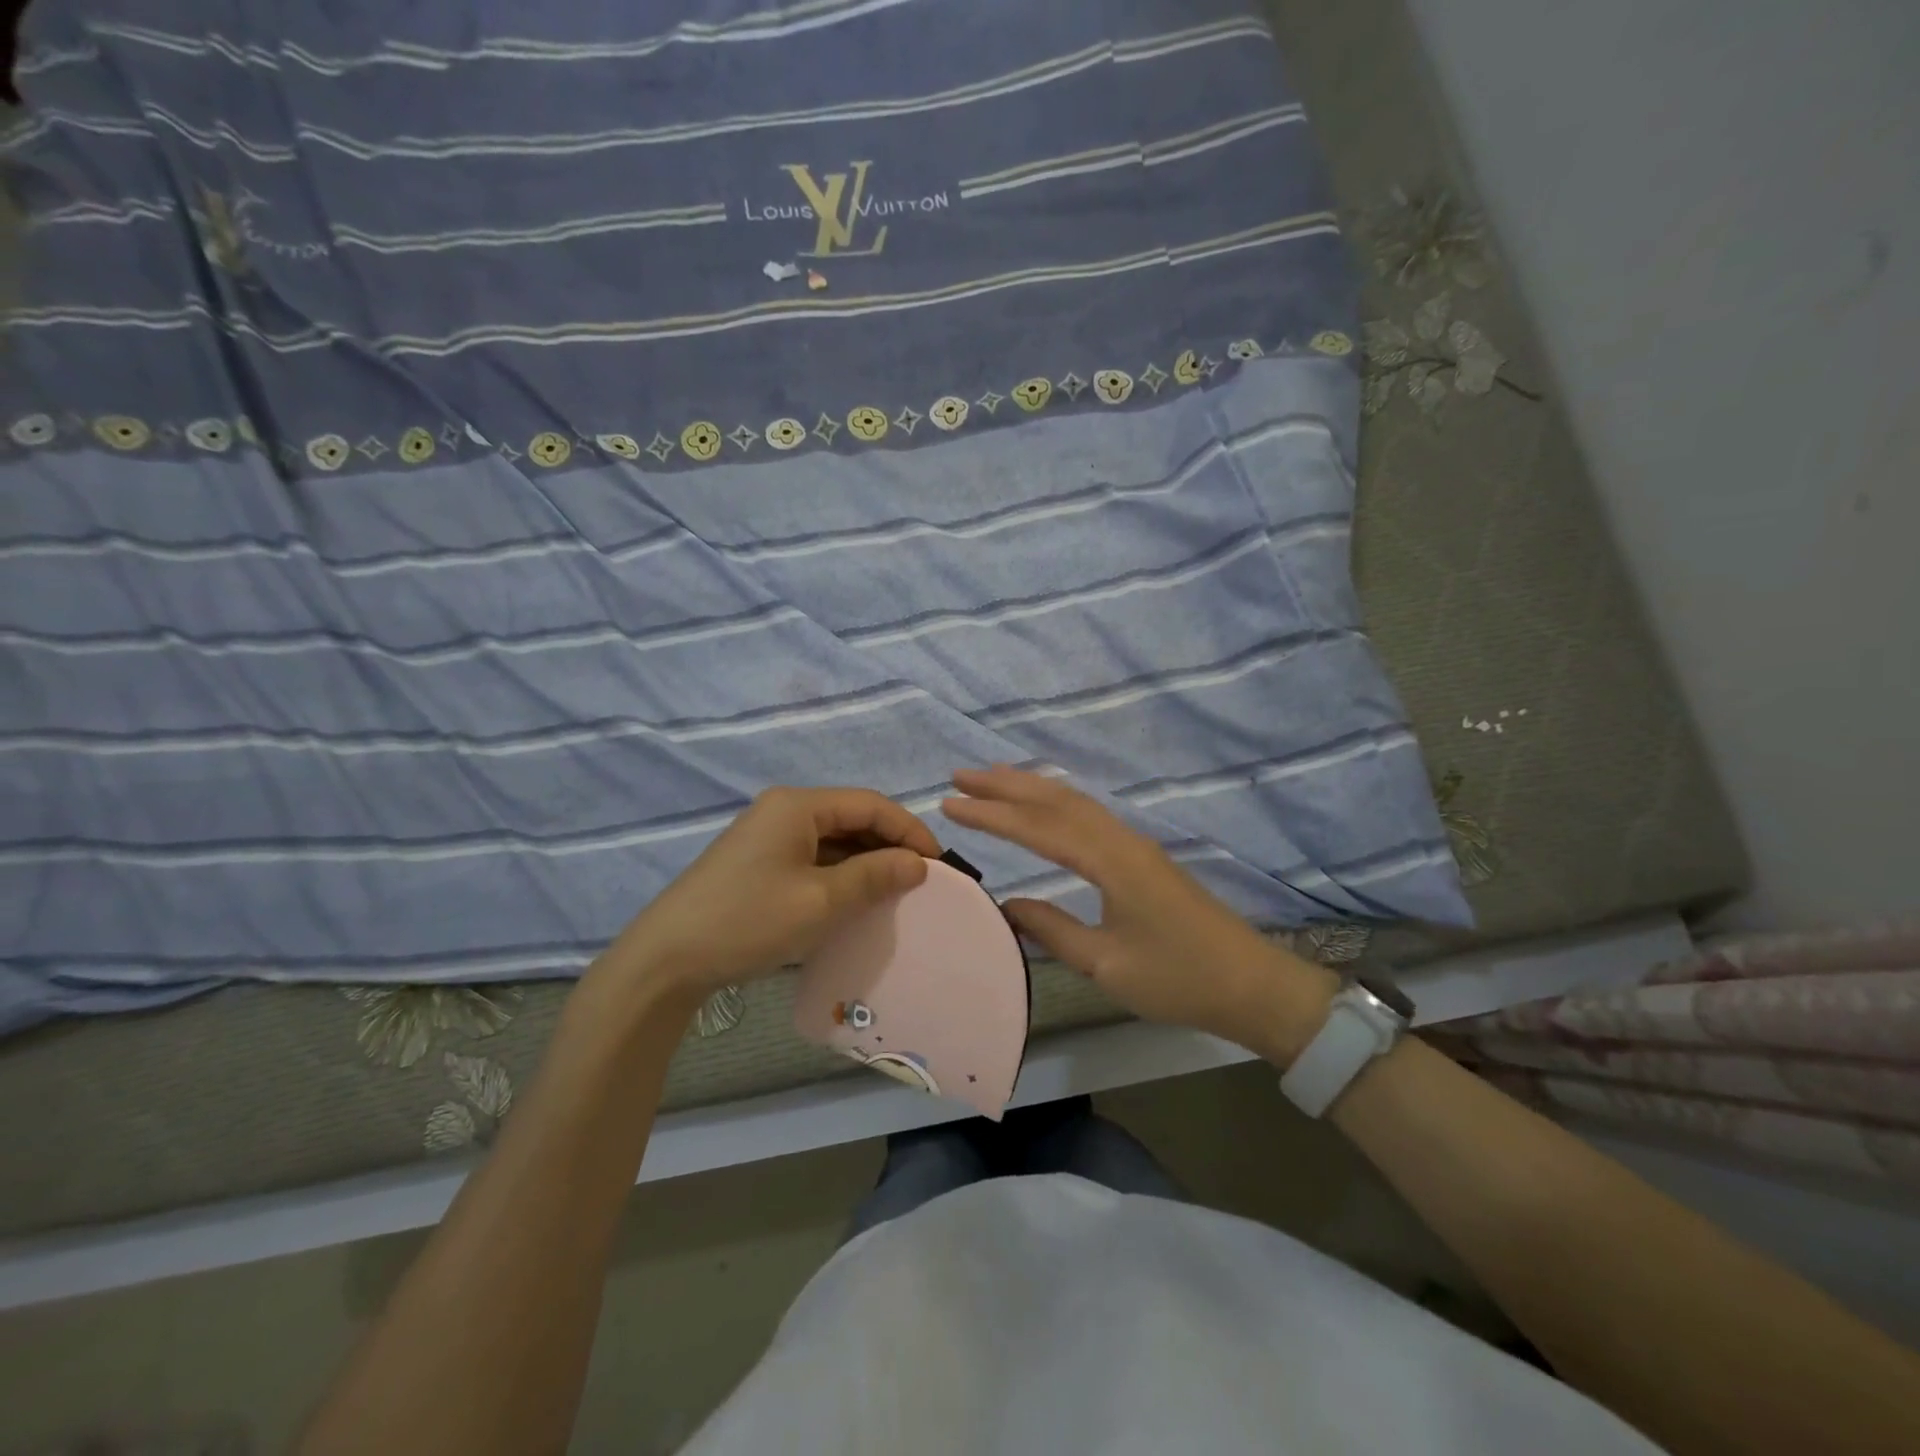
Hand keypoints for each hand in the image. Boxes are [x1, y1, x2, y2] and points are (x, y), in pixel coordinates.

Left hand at [608, 787, 941, 1004]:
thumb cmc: (749, 921)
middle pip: (852, 817)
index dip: (909, 830)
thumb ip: (874, 876)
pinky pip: (812, 858)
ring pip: (833, 839)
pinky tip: (854, 900)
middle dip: (889, 845)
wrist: (666, 960)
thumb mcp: (820, 902)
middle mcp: (783, 810)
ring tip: (894, 893)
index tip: (938, 864)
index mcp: (798, 805)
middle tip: (920, 881)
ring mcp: (767, 836)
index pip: (870, 804)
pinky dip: (839, 874)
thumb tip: (918, 863)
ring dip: (865, 862)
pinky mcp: (757, 862)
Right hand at [943, 766, 1336, 1058]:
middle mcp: (1122, 840)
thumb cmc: (1179, 979)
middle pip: (1057, 800)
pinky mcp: (1142, 856)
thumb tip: (1008, 905)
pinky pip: (1089, 815)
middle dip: (1006, 785)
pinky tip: (1043, 806)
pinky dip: (1055, 802)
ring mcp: (1135, 844)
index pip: (1040, 828)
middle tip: (960, 775)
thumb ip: (1053, 930)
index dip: (993, 814)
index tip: (951, 803)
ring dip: (1031, 787)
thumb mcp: (1107, 964)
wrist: (1252, 984)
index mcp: (1112, 862)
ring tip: (990, 779)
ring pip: (1075, 802)